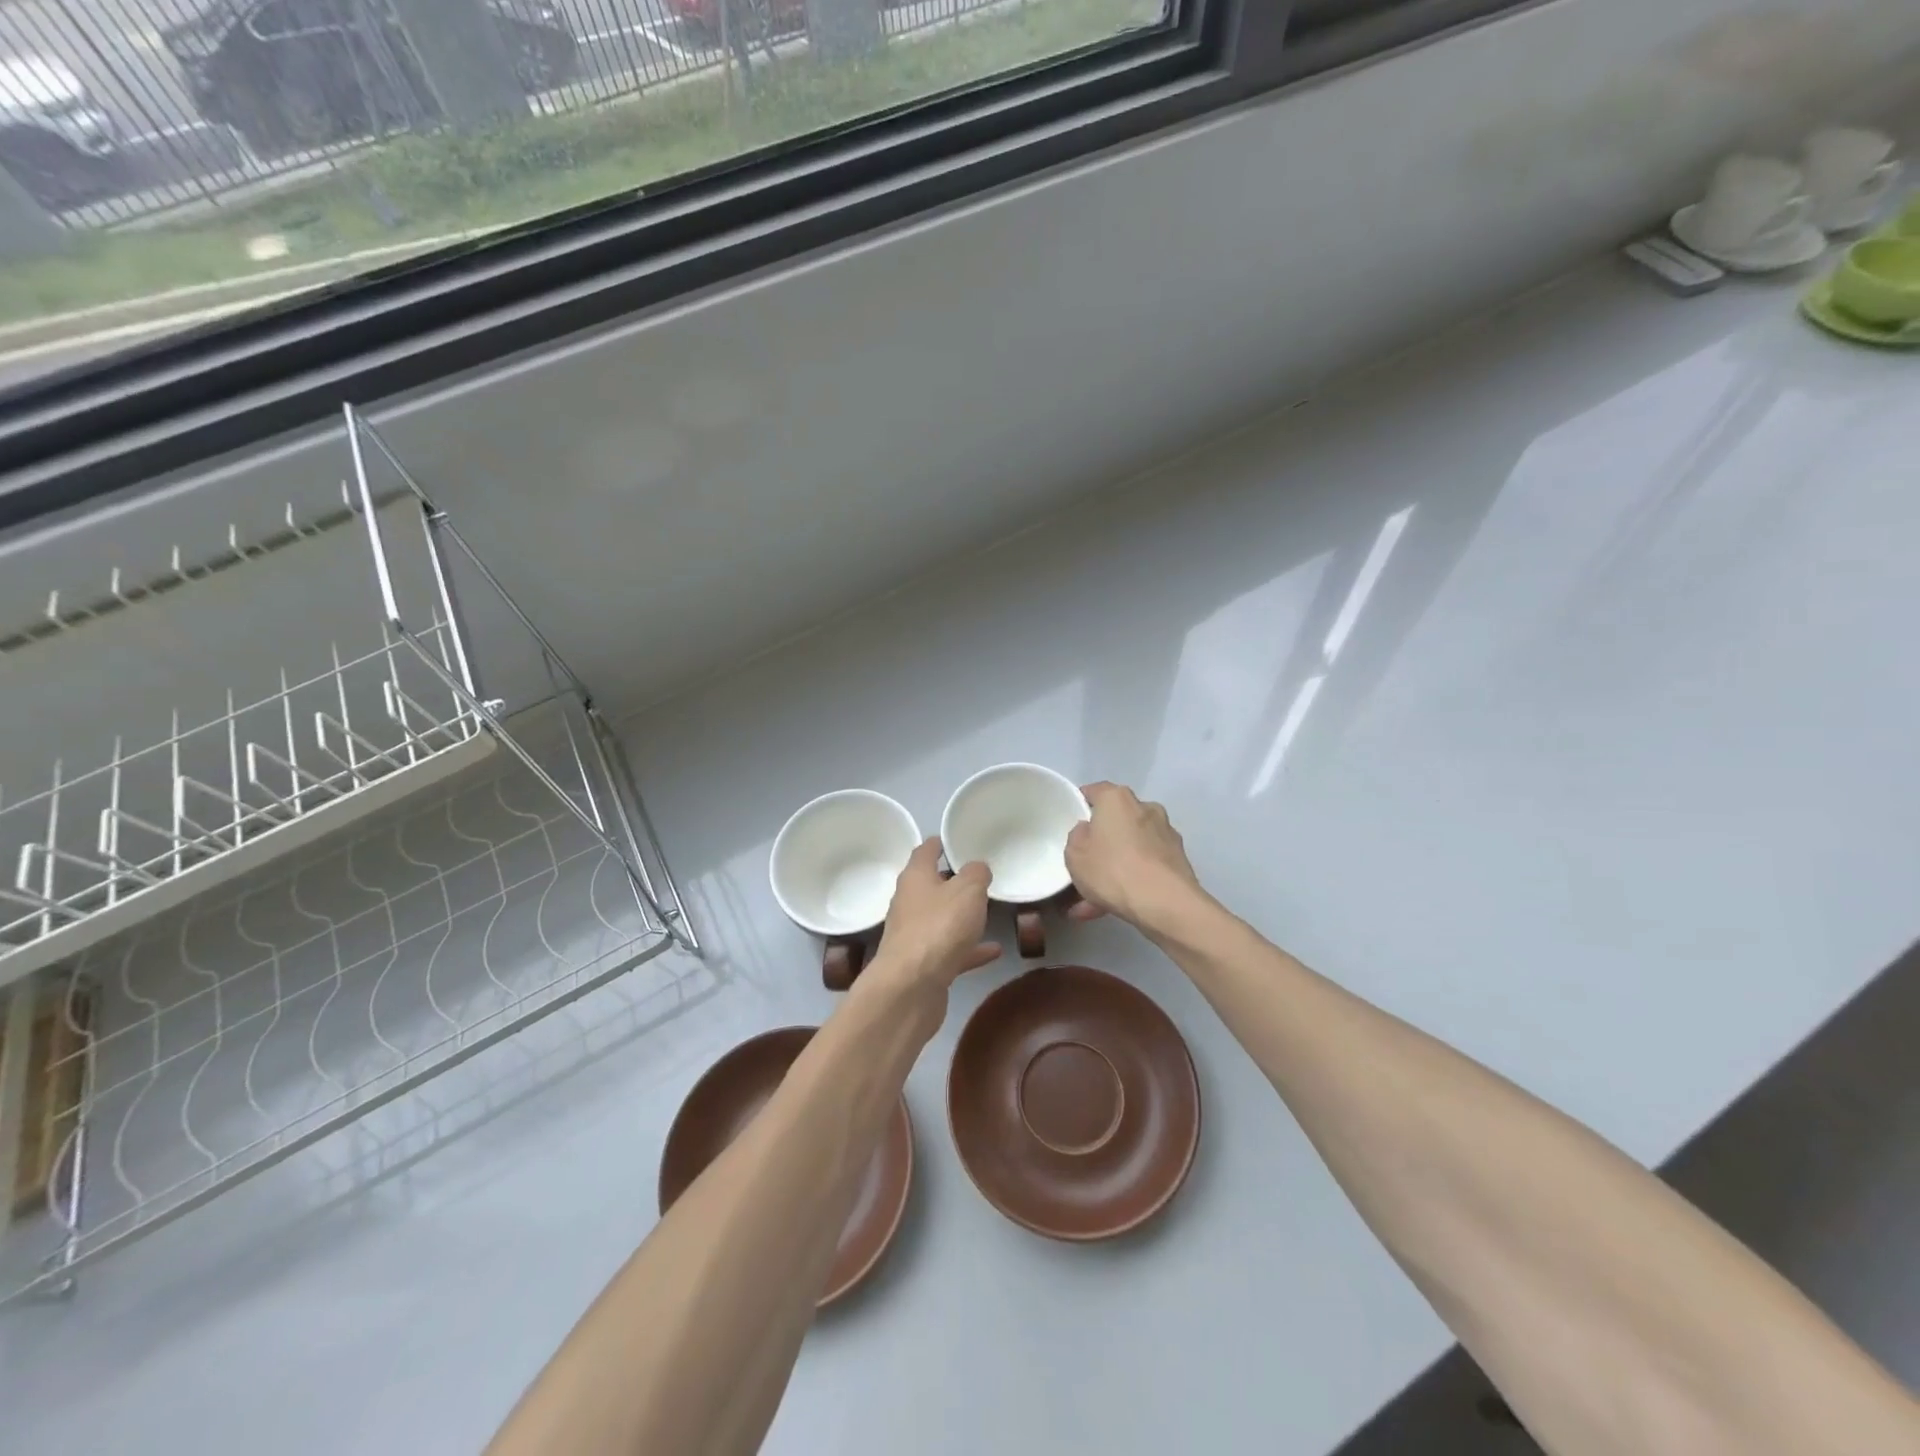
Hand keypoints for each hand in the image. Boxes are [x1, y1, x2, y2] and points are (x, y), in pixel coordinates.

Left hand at [863, 840, 1001, 1005]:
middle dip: (952, 881)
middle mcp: (909, 902)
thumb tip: (977, 867)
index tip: (956, 838)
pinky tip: (994, 951)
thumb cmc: (939, 927)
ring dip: (961, 916)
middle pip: (930, 885)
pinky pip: (951, 950)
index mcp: (915, 877)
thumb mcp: (968, 890)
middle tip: (979, 876)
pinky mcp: (923, 965)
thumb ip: (976, 873)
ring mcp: (914, 935)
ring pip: (940, 919)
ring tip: (988, 911)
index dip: (940, 843)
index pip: (925, 851)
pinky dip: (970, 949)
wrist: (911, 987)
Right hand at [1064, 782, 1204, 931]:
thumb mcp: (1074, 854)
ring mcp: (1165, 834)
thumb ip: (1077, 836)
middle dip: (1100, 843)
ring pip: (1130, 848)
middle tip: (1083, 867)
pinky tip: (1112, 908)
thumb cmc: (1112, 869)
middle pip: (1115, 821)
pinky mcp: (1178, 860)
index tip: (1071, 823)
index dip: (1080, 805)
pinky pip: (1145, 867)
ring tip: (1091, 902)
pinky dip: (1130, 881)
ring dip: (1113, 868)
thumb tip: (1088, 831)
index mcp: (1117, 799)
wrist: (1164, 903)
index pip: (1095, 791)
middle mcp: (1145, 808)